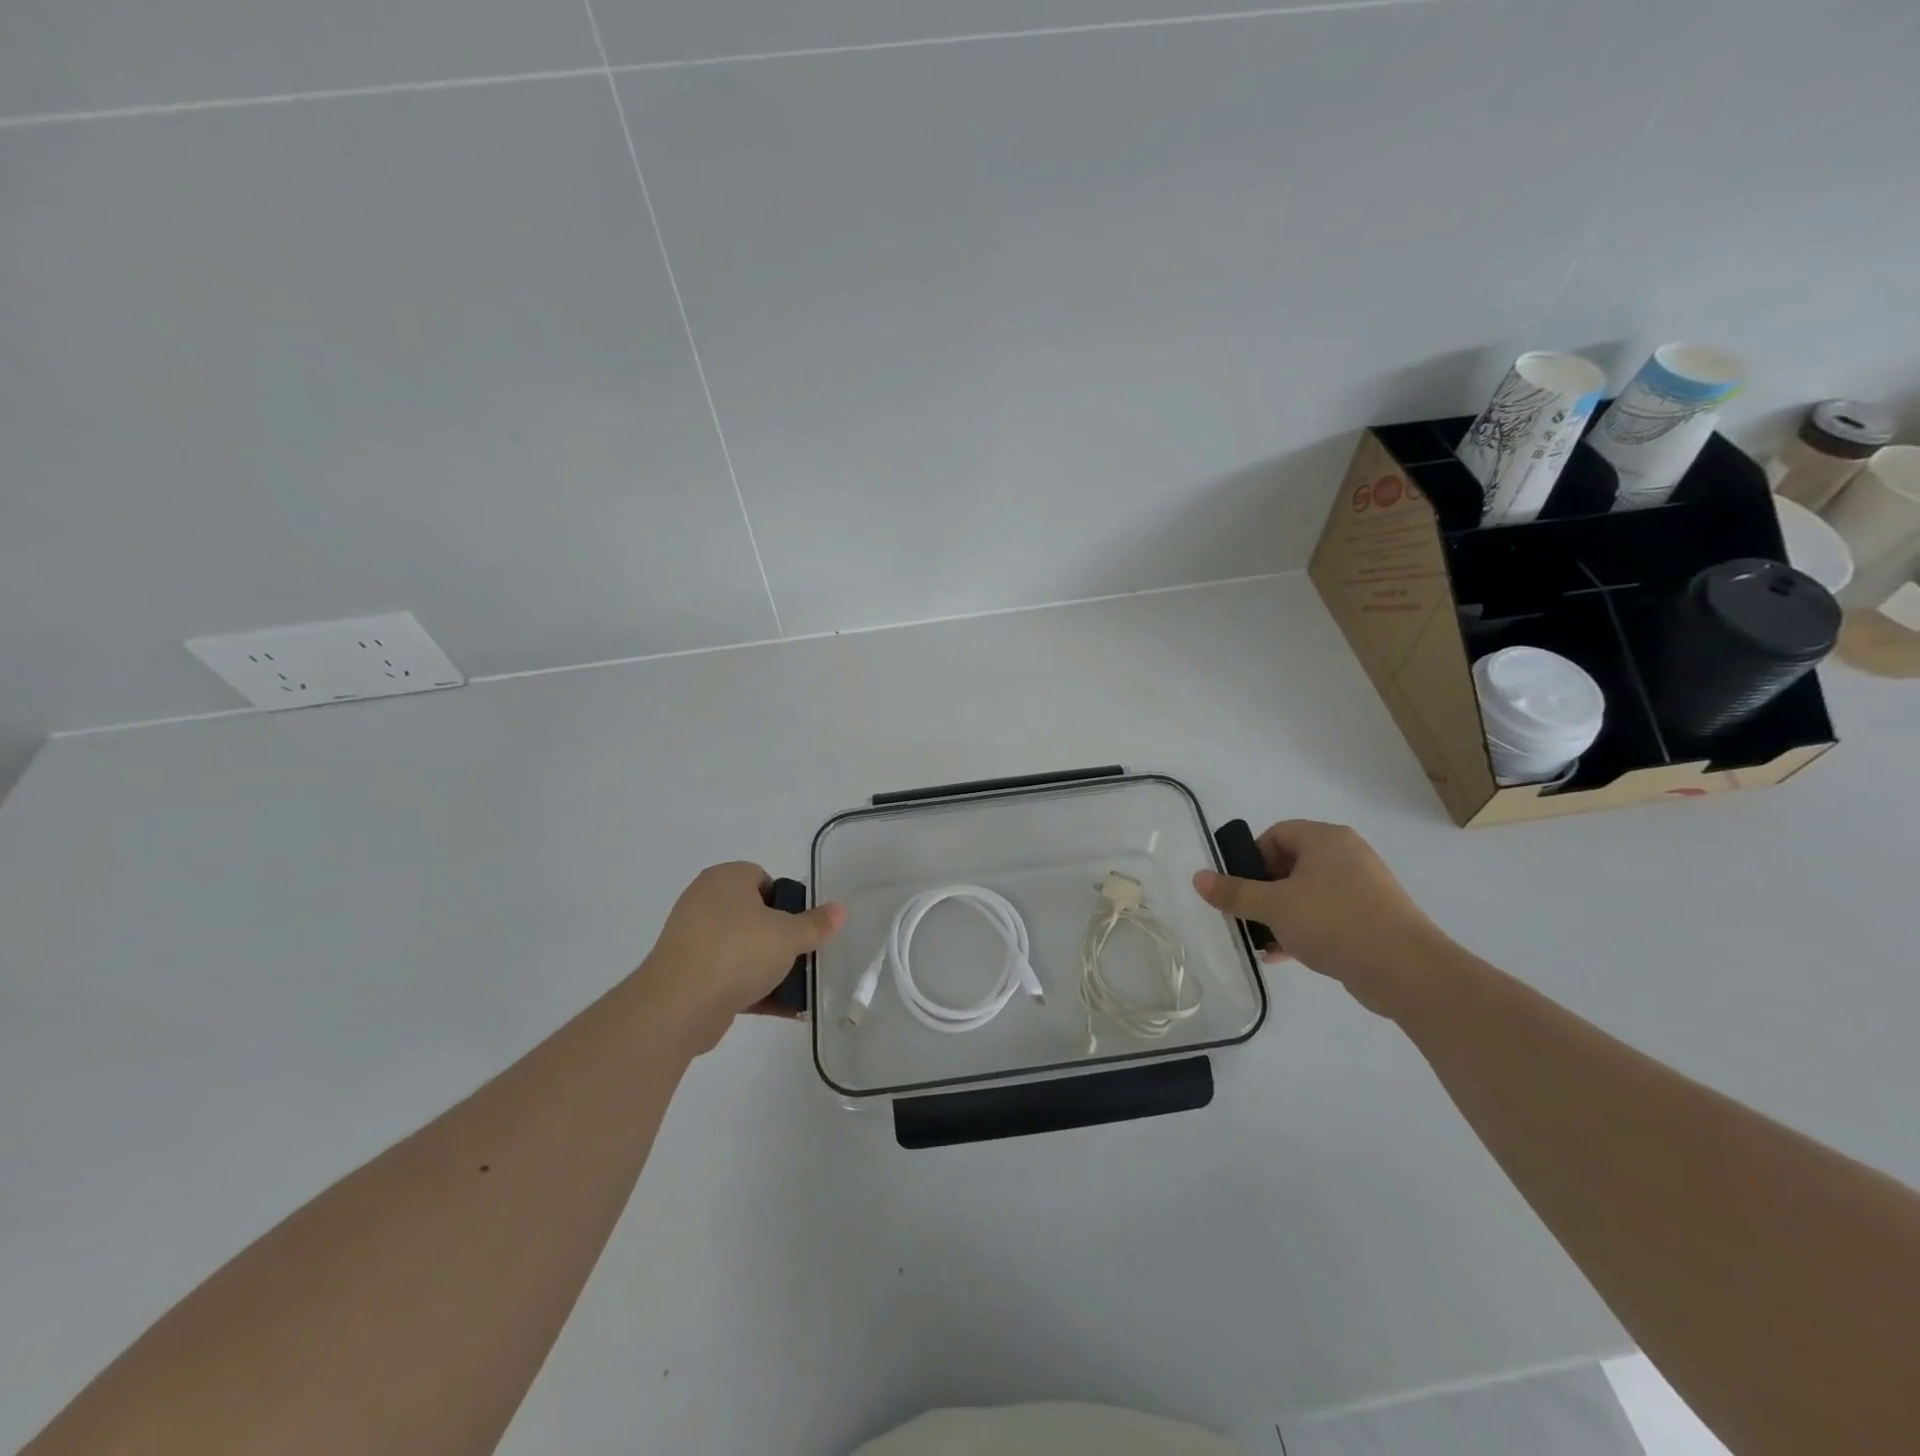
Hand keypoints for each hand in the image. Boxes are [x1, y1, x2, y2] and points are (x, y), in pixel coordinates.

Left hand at [638, 862, 844, 1052]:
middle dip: (781, 939)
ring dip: (770, 968)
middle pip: (755, 916)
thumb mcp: (788, 936)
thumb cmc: (737, 952)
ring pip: (743, 949)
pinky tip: (783, 1009)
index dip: (787, 901)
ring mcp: (694, 940)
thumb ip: (815, 924)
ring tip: (799, 989)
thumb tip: (839, 910)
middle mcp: (705, 902)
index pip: (763, 879)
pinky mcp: (689, 975)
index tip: (803, 927)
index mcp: (725, 879)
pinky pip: (730, 976)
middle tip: (803, 956)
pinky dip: (754, 989)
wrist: (678, 1005)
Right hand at [1192, 820, 1445, 1019]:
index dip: (1251, 859)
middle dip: (1263, 892)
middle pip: (1289, 865)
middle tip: (1246, 916)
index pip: (1276, 834)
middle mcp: (1347, 856)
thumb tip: (1198, 878)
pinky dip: (1303, 930)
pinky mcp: (1372, 920)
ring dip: (1280, 916)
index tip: (1240, 889)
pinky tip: (1283, 955)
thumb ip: (1234, 892)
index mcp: (1326, 839)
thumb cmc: (1334, 922)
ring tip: (1261, 941)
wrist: (1407, 970)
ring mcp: (1363, 889)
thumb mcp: (1273, 906)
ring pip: (1307, 894)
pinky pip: (1326, 916)